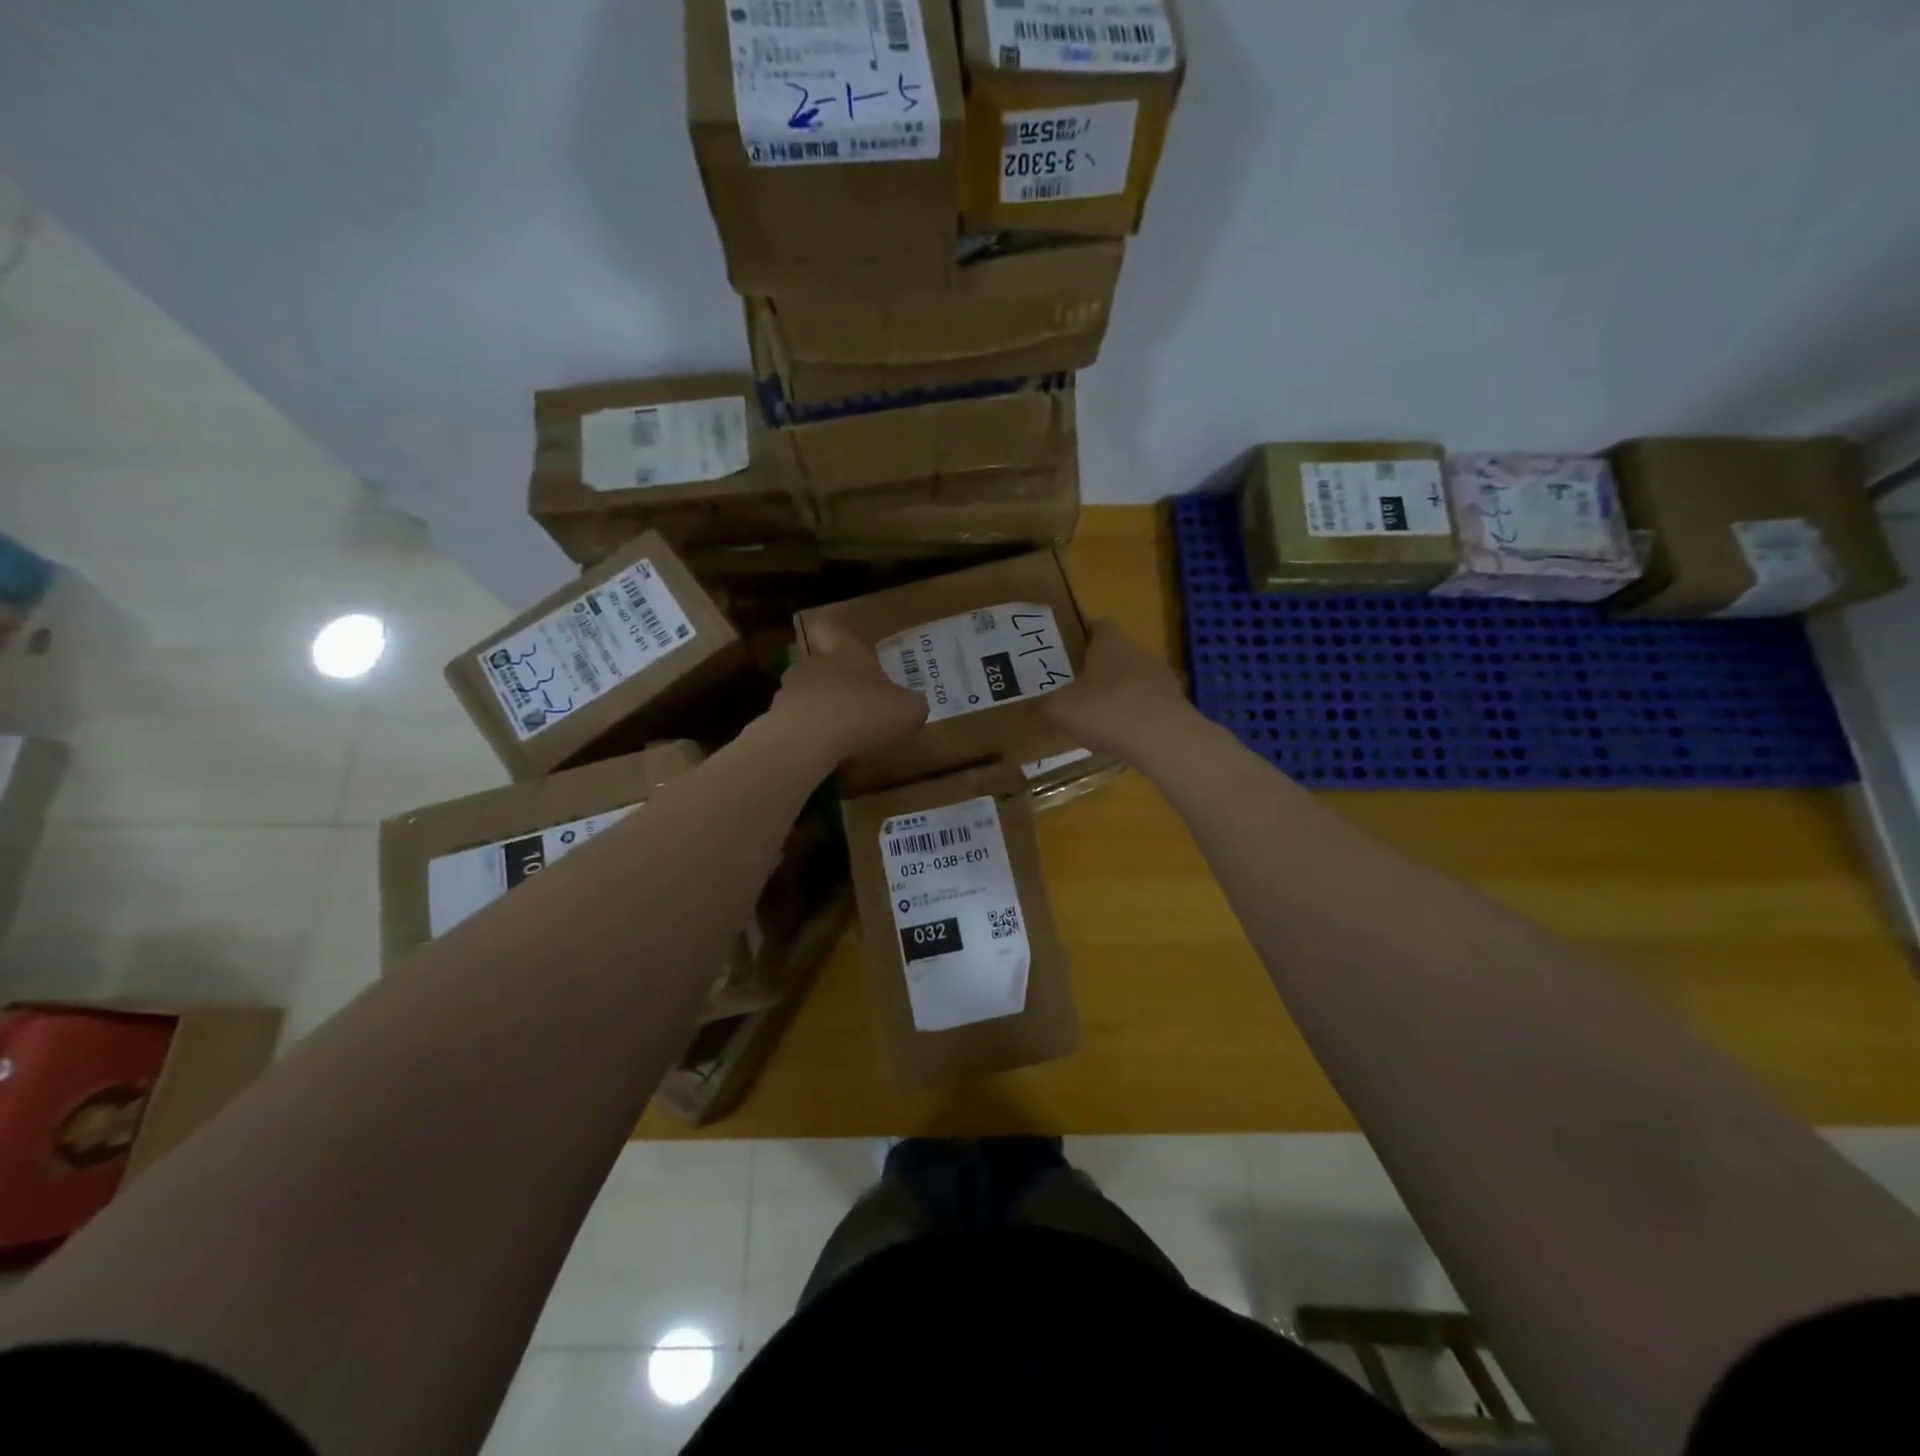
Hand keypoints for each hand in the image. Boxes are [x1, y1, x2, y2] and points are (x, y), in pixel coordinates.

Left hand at [773, 620, 927, 766]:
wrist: (807, 740)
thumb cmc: (863, 712)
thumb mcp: (908, 710)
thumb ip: (913, 705)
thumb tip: (915, 705)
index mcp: (843, 651)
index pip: (830, 628)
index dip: (836, 634)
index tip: (846, 646)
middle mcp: (812, 665)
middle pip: (816, 662)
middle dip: (831, 680)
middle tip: (852, 699)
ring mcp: (789, 692)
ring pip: (803, 693)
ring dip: (818, 707)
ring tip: (838, 731)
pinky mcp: (775, 721)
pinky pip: (794, 722)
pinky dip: (807, 734)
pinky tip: (823, 751)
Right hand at [1043, 620, 1201, 762]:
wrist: (1164, 739)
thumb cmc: (1107, 711)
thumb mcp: (1061, 709)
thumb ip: (1045, 704)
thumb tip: (1036, 705)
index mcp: (1110, 643)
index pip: (1098, 625)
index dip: (1082, 635)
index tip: (1067, 651)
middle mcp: (1138, 652)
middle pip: (1115, 653)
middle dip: (1097, 668)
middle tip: (1075, 686)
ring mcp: (1160, 677)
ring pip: (1132, 679)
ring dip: (1117, 693)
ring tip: (1097, 716)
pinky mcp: (1174, 703)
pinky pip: (1147, 703)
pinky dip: (1134, 715)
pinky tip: (1121, 735)